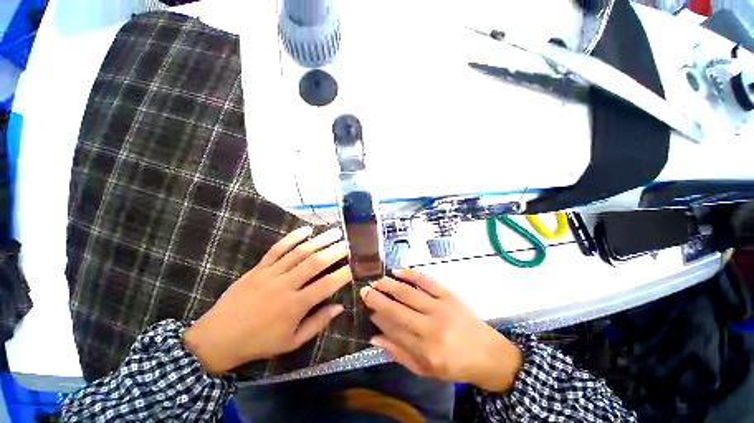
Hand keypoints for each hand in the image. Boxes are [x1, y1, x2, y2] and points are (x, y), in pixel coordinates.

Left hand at [183, 226, 350, 374]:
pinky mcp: (258, 268)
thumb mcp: (292, 342)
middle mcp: (285, 286)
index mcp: (294, 306)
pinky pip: (277, 249)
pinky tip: (306, 230)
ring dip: (319, 240)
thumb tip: (339, 307)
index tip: (356, 264)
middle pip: (314, 263)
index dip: (343, 273)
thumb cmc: (259, 343)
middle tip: (348, 242)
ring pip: (299, 252)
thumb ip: (317, 323)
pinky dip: (292, 237)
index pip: (326, 285)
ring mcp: (270, 274)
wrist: (217, 338)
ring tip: (335, 232)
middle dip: (334, 251)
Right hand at [360, 269, 523, 392]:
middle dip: (377, 298)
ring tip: (376, 280)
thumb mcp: (426, 370)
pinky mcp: (449, 295)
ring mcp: (441, 308)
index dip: (378, 317)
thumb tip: (374, 337)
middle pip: (398, 310)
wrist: (489, 355)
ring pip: (409, 293)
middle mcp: (431, 328)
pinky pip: (427, 281)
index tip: (366, 308)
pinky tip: (398, 271)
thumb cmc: (455, 366)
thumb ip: (399, 353)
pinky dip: (411, 274)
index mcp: (426, 350)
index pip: (393, 329)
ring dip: (390, 285)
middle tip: (364, 289)